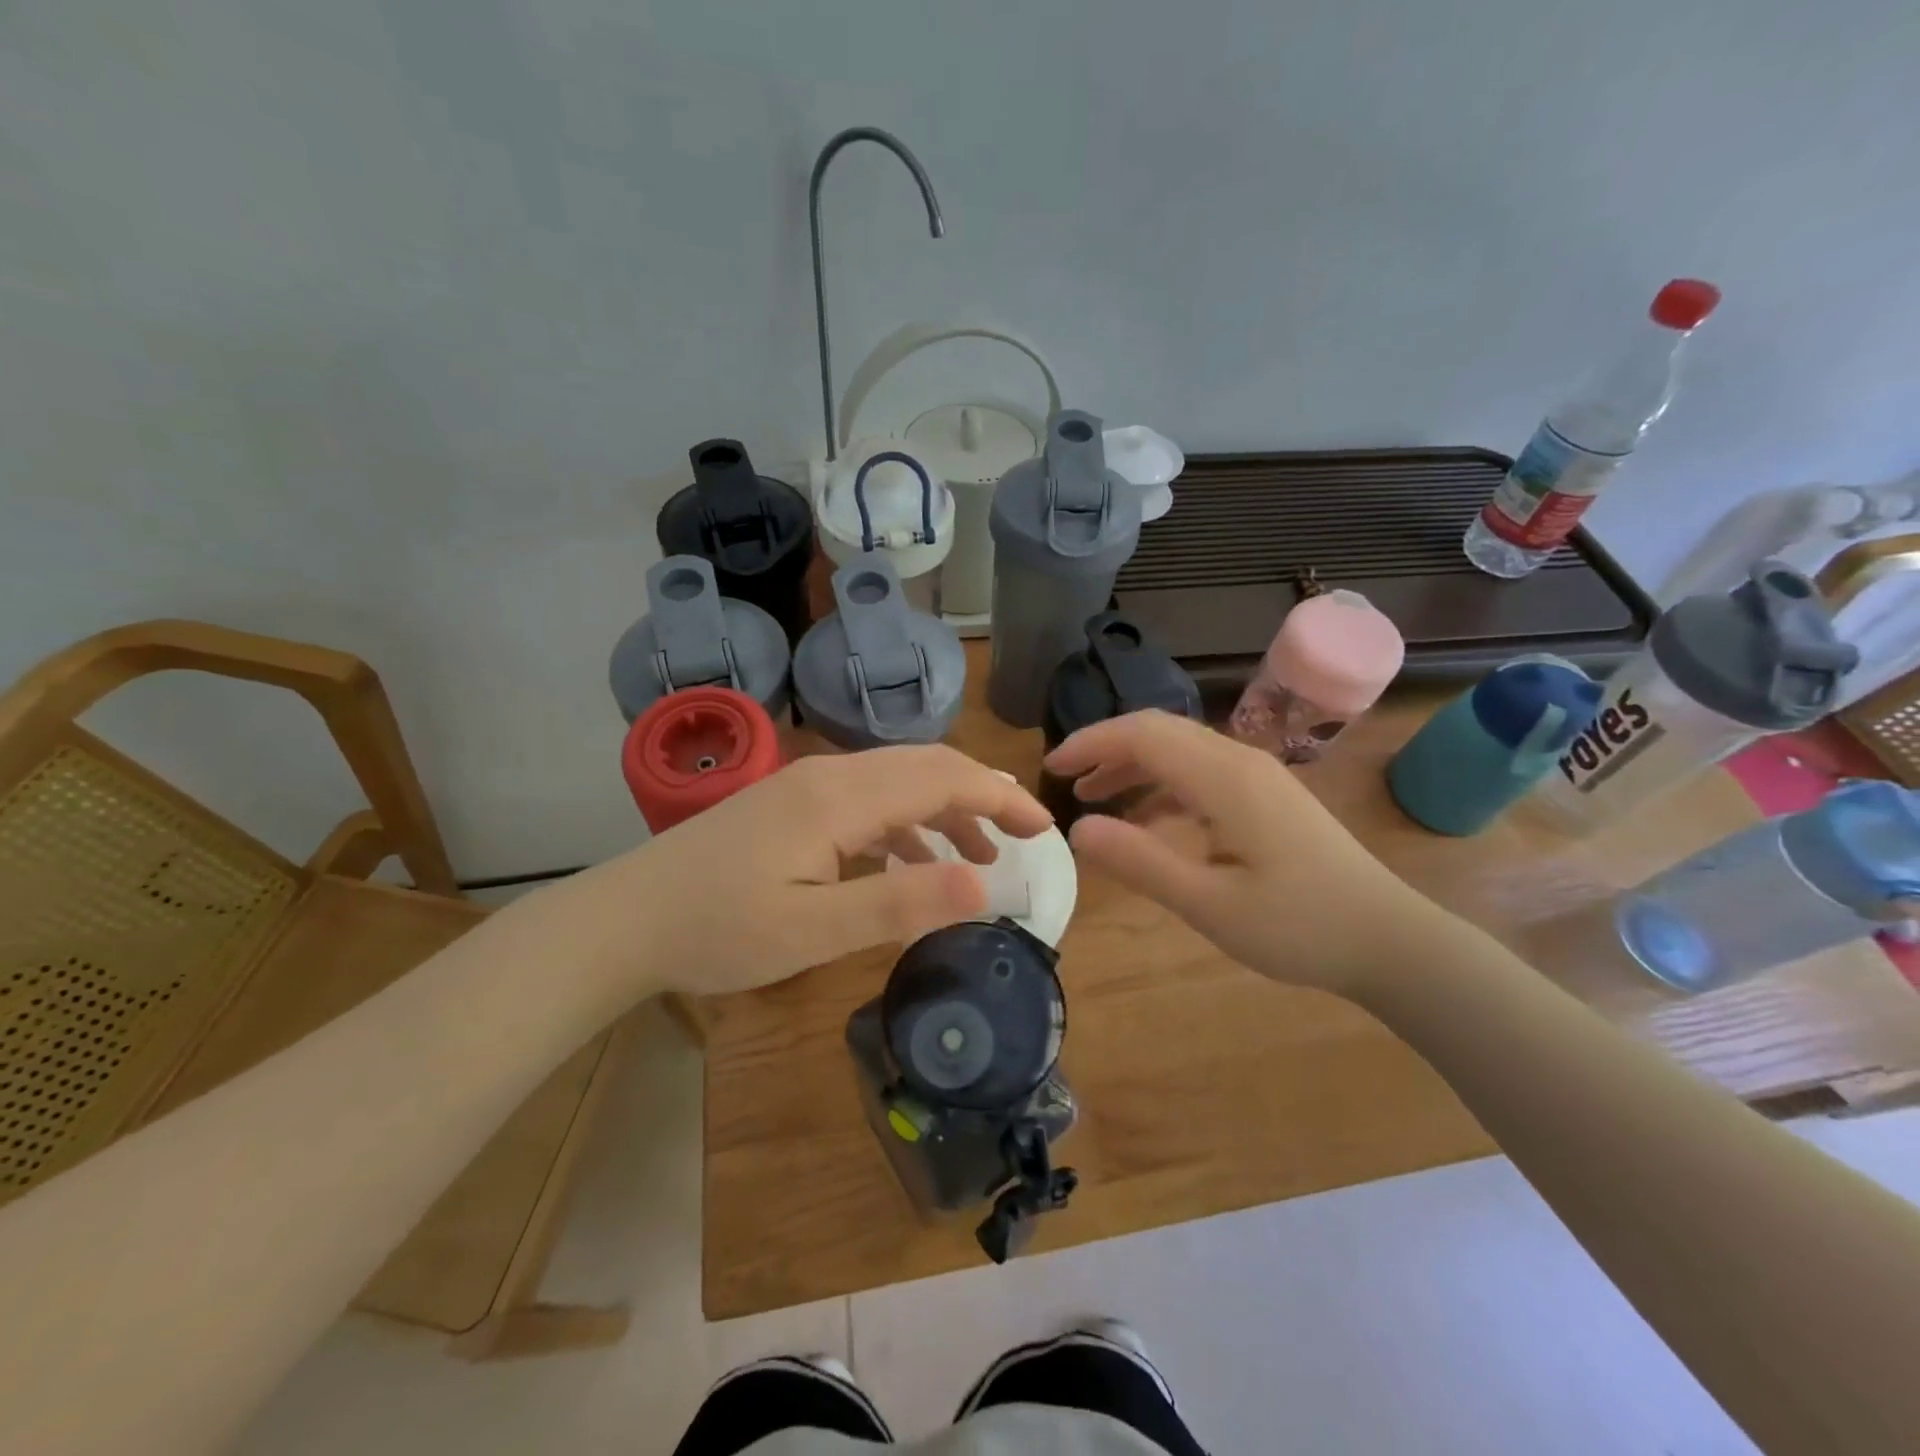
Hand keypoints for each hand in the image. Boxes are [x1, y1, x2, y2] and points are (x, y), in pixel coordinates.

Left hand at [603, 746, 1052, 996]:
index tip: (1042, 827)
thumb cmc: (718, 930)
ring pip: (896, 782)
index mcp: (841, 797)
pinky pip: (867, 802)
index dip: (998, 797)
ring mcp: (806, 787)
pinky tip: (909, 864)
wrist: (625, 919)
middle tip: (1023, 836)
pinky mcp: (791, 805)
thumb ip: (900, 904)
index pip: (942, 777)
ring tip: (977, 859)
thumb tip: (985, 887)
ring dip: (943, 812)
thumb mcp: (814, 930)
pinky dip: (905, 825)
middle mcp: (829, 776)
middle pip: (924, 767)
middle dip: (981, 796)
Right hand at [1044, 710, 1440, 996]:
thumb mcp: (1209, 904)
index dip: (1091, 743)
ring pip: (1180, 749)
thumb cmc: (1298, 927)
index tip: (1051, 768)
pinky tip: (1147, 819)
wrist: (1389, 939)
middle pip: (1159, 731)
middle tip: (1066, 779)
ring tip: (1094, 796)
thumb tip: (1078, 829)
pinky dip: (1162, 784)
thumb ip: (1140, 862)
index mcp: (1224, 778)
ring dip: (1133, 765)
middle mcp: (1240, 761)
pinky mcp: (1267, 796)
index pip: (1142, 735)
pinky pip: (1201, 771)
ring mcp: (1258, 776)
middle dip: (1107, 748)